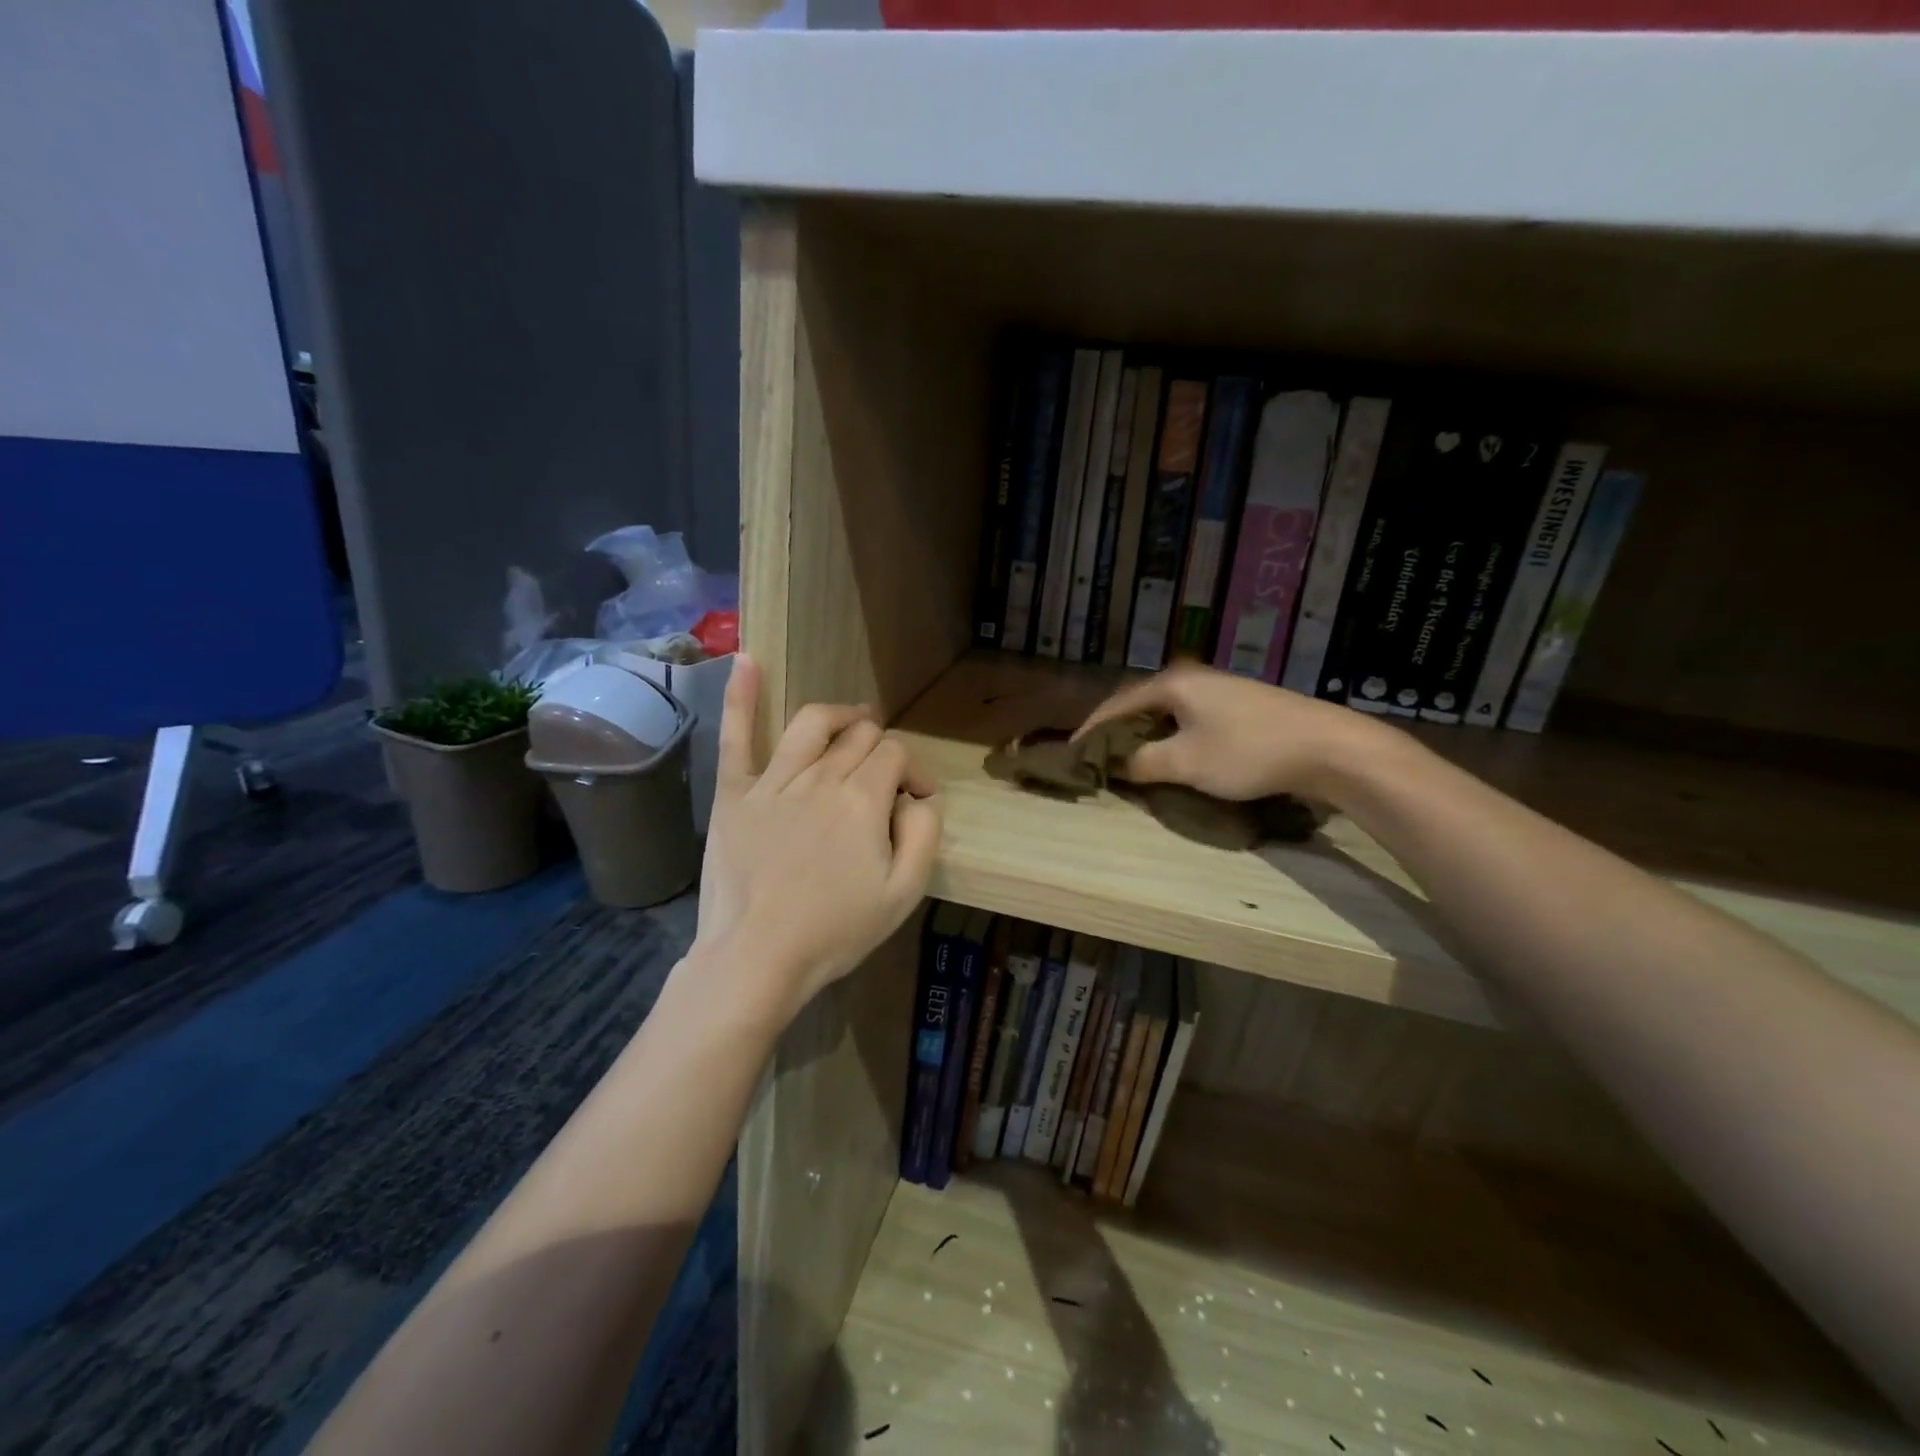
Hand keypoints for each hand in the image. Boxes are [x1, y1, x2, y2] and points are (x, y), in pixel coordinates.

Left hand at [694, 656, 942, 1020]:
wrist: (755, 958)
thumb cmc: (835, 931)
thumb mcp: (904, 893)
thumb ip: (925, 834)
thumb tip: (920, 798)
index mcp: (864, 798)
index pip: (897, 755)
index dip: (915, 772)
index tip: (919, 800)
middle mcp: (821, 776)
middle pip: (860, 736)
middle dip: (882, 749)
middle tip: (887, 778)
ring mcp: (774, 780)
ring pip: (813, 723)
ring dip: (840, 716)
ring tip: (853, 721)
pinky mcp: (735, 792)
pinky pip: (737, 736)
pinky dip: (741, 695)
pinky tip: (747, 659)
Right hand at [1073, 660, 1377, 803]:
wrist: (1329, 747)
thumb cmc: (1248, 751)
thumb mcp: (1186, 762)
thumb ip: (1142, 762)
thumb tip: (1117, 764)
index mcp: (1172, 683)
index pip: (1116, 705)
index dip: (1091, 730)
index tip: (1072, 754)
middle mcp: (1192, 677)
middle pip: (1140, 702)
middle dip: (1116, 729)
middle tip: (1098, 756)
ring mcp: (1219, 689)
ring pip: (1166, 711)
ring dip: (1144, 733)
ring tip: (1129, 757)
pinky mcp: (1240, 704)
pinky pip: (1188, 717)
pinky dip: (1170, 734)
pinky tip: (1172, 753)